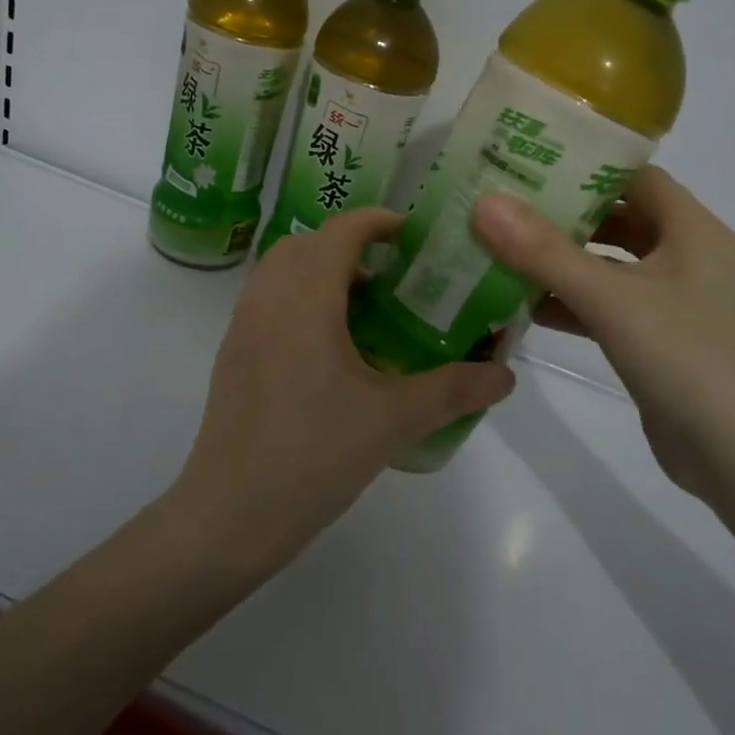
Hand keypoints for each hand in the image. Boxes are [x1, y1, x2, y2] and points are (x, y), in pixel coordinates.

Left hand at [169, 208, 515, 572]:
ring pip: (281, 271)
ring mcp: (242, 326)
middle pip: (306, 244)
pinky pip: (266, 302)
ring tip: (362, 313)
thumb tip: (504, 376)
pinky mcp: (231, 354)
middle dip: (349, 246)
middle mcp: (267, 298)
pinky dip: (297, 300)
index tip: (412, 236)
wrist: (230, 513)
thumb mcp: (393, 420)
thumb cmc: (314, 454)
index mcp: (306, 298)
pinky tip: (328, 351)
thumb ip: (453, 390)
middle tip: (391, 278)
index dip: (377, 221)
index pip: (340, 231)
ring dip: (319, 273)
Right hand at [471, 167, 734, 504]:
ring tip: (499, 249)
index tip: (525, 160)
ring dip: (560, 260)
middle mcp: (685, 257)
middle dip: (561, 212)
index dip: (583, 163)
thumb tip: (485, 203)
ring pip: (607, 265)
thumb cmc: (688, 360)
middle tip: (501, 204)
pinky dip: (569, 301)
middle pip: (616, 218)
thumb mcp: (611, 298)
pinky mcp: (657, 339)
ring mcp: (672, 301)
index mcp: (691, 230)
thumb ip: (544, 251)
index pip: (633, 175)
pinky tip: (523, 306)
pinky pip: (606, 305)